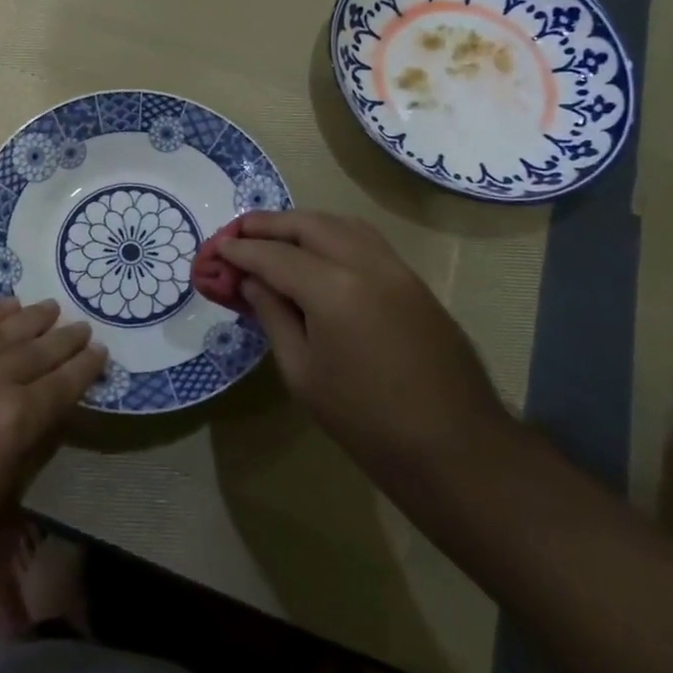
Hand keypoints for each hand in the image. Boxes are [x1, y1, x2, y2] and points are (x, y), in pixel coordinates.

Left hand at [0, 297, 106, 546]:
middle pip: (37, 352)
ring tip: (52, 307)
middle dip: (65, 339)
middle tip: (82, 327)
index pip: (62, 383)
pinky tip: (9, 304)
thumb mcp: (17, 478)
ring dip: (32, 318)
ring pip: (4, 332)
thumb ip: (41, 430)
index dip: (85, 366)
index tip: (100, 350)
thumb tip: (63, 397)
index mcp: (16, 419)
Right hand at [221, 211, 512, 486]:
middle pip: (308, 224)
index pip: (275, 255)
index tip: (217, 248)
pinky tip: (318, 254)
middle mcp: (366, 264)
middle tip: (239, 232)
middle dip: (269, 224)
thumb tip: (251, 280)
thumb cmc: (365, 421)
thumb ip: (272, 315)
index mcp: (334, 290)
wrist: (454, 449)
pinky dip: (333, 235)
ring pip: (341, 224)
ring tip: (275, 238)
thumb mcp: (302, 373)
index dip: (241, 250)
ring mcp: (396, 268)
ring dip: (303, 224)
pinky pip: (365, 240)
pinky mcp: (413, 281)